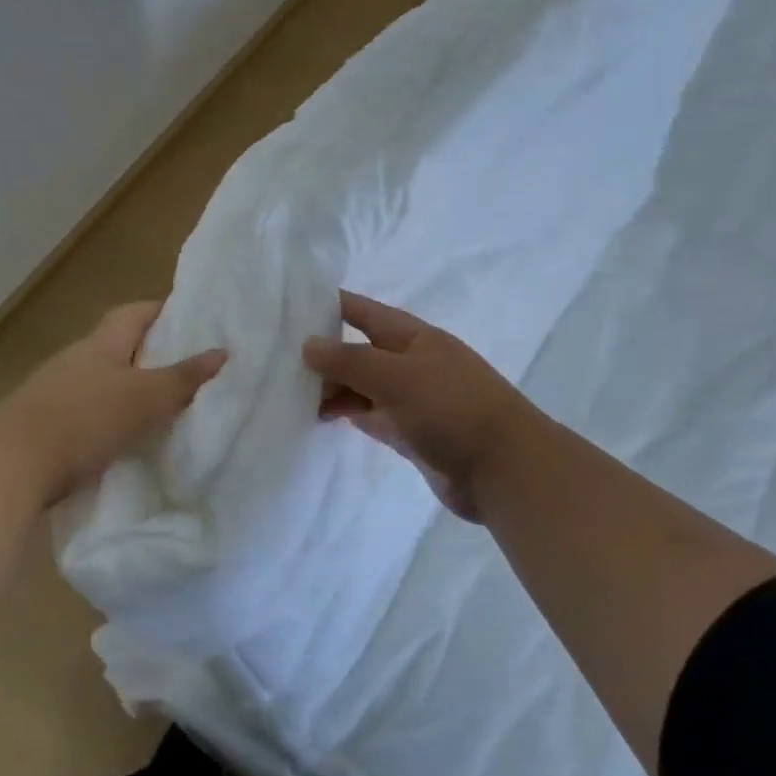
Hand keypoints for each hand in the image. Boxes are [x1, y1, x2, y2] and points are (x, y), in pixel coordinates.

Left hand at [3, 302, 225, 504]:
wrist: (14, 462)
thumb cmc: (86, 417)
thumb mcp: (145, 396)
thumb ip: (183, 377)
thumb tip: (222, 352)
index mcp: (101, 343)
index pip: (135, 312)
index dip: (164, 311)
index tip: (194, 322)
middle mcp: (77, 360)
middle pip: (119, 347)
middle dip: (152, 355)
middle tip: (189, 370)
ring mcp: (58, 393)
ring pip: (105, 383)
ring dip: (131, 391)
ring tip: (166, 407)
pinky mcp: (49, 427)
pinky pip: (91, 414)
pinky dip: (112, 421)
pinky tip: (130, 439)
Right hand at [302, 291, 539, 520]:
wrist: (502, 469)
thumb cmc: (452, 409)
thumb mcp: (397, 376)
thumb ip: (350, 360)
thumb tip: (308, 344)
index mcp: (413, 337)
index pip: (362, 312)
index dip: (328, 306)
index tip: (286, 307)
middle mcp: (409, 363)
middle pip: (357, 350)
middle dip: (322, 353)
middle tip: (273, 359)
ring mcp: (410, 399)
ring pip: (360, 386)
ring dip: (330, 387)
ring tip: (287, 392)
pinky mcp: (409, 432)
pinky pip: (369, 415)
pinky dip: (346, 413)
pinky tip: (317, 417)